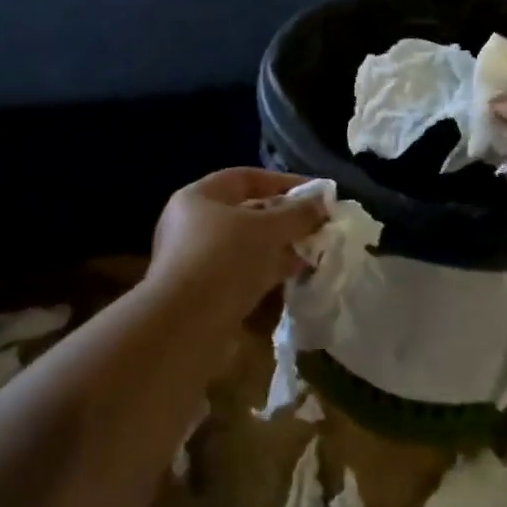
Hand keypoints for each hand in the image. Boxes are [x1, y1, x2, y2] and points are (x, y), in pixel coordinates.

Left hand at [150, 168, 328, 311]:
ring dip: (278, 249)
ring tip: (312, 253)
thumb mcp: (267, 230)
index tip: (315, 194)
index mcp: (198, 198)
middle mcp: (191, 225)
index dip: (282, 182)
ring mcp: (195, 261)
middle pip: (245, 214)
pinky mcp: (203, 294)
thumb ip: (297, 214)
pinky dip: (267, 273)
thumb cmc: (224, 261)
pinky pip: (241, 274)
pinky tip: (293, 278)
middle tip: (317, 227)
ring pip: (245, 247)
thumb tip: (322, 202)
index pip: (245, 178)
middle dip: (284, 220)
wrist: (184, 328)